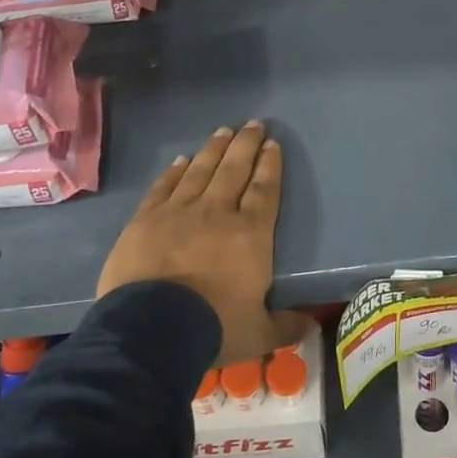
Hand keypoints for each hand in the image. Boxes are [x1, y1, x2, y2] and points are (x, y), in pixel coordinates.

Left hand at [98, 121, 309, 367]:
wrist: (151, 328)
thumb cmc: (214, 327)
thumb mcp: (259, 333)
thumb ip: (285, 326)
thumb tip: (310, 327)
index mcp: (251, 234)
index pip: (264, 190)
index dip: (270, 165)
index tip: (273, 144)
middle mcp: (218, 212)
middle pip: (234, 169)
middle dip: (246, 144)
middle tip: (254, 124)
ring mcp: (179, 212)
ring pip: (201, 171)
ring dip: (214, 149)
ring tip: (224, 131)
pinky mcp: (146, 220)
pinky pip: (164, 187)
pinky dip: (174, 171)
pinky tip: (181, 159)